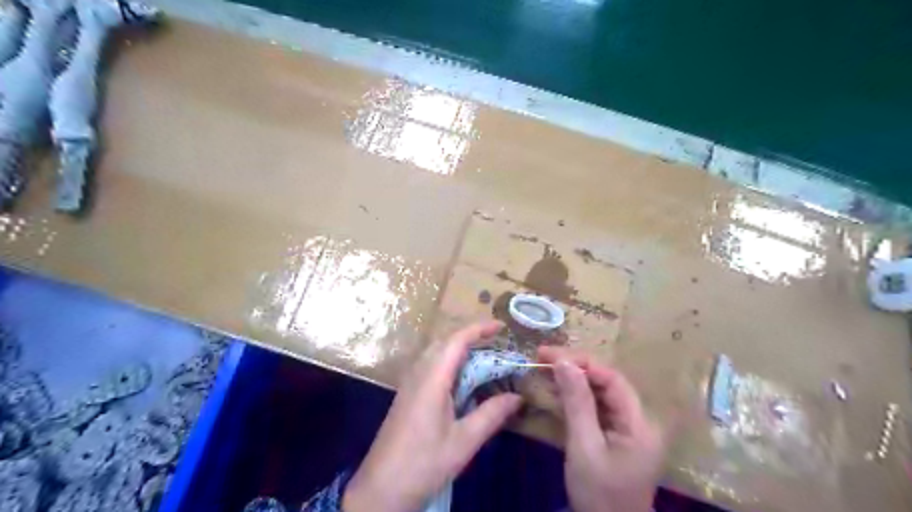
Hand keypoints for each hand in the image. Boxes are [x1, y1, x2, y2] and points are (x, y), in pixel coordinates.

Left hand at [342, 319, 522, 511]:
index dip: (479, 328)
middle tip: (497, 346)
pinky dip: (450, 364)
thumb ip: (491, 415)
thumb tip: (518, 397)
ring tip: (484, 360)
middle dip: (471, 338)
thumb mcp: (463, 441)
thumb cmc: (423, 463)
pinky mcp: (407, 395)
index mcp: (432, 378)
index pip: (456, 340)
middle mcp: (418, 373)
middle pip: (445, 342)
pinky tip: (461, 382)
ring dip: (460, 350)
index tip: (501, 326)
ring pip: (436, 353)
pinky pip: (430, 366)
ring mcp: (409, 383)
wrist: (380, 488)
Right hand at [536, 346, 668, 510]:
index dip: (581, 362)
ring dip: (573, 380)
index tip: (549, 354)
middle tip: (542, 358)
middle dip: (575, 367)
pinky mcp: (616, 435)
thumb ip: (576, 402)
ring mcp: (628, 427)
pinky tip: (556, 392)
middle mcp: (638, 419)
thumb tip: (563, 362)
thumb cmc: (598, 494)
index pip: (611, 378)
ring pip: (600, 392)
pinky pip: (596, 407)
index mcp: (638, 423)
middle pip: (606, 382)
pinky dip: (575, 397)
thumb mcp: (583, 446)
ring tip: (544, 370)